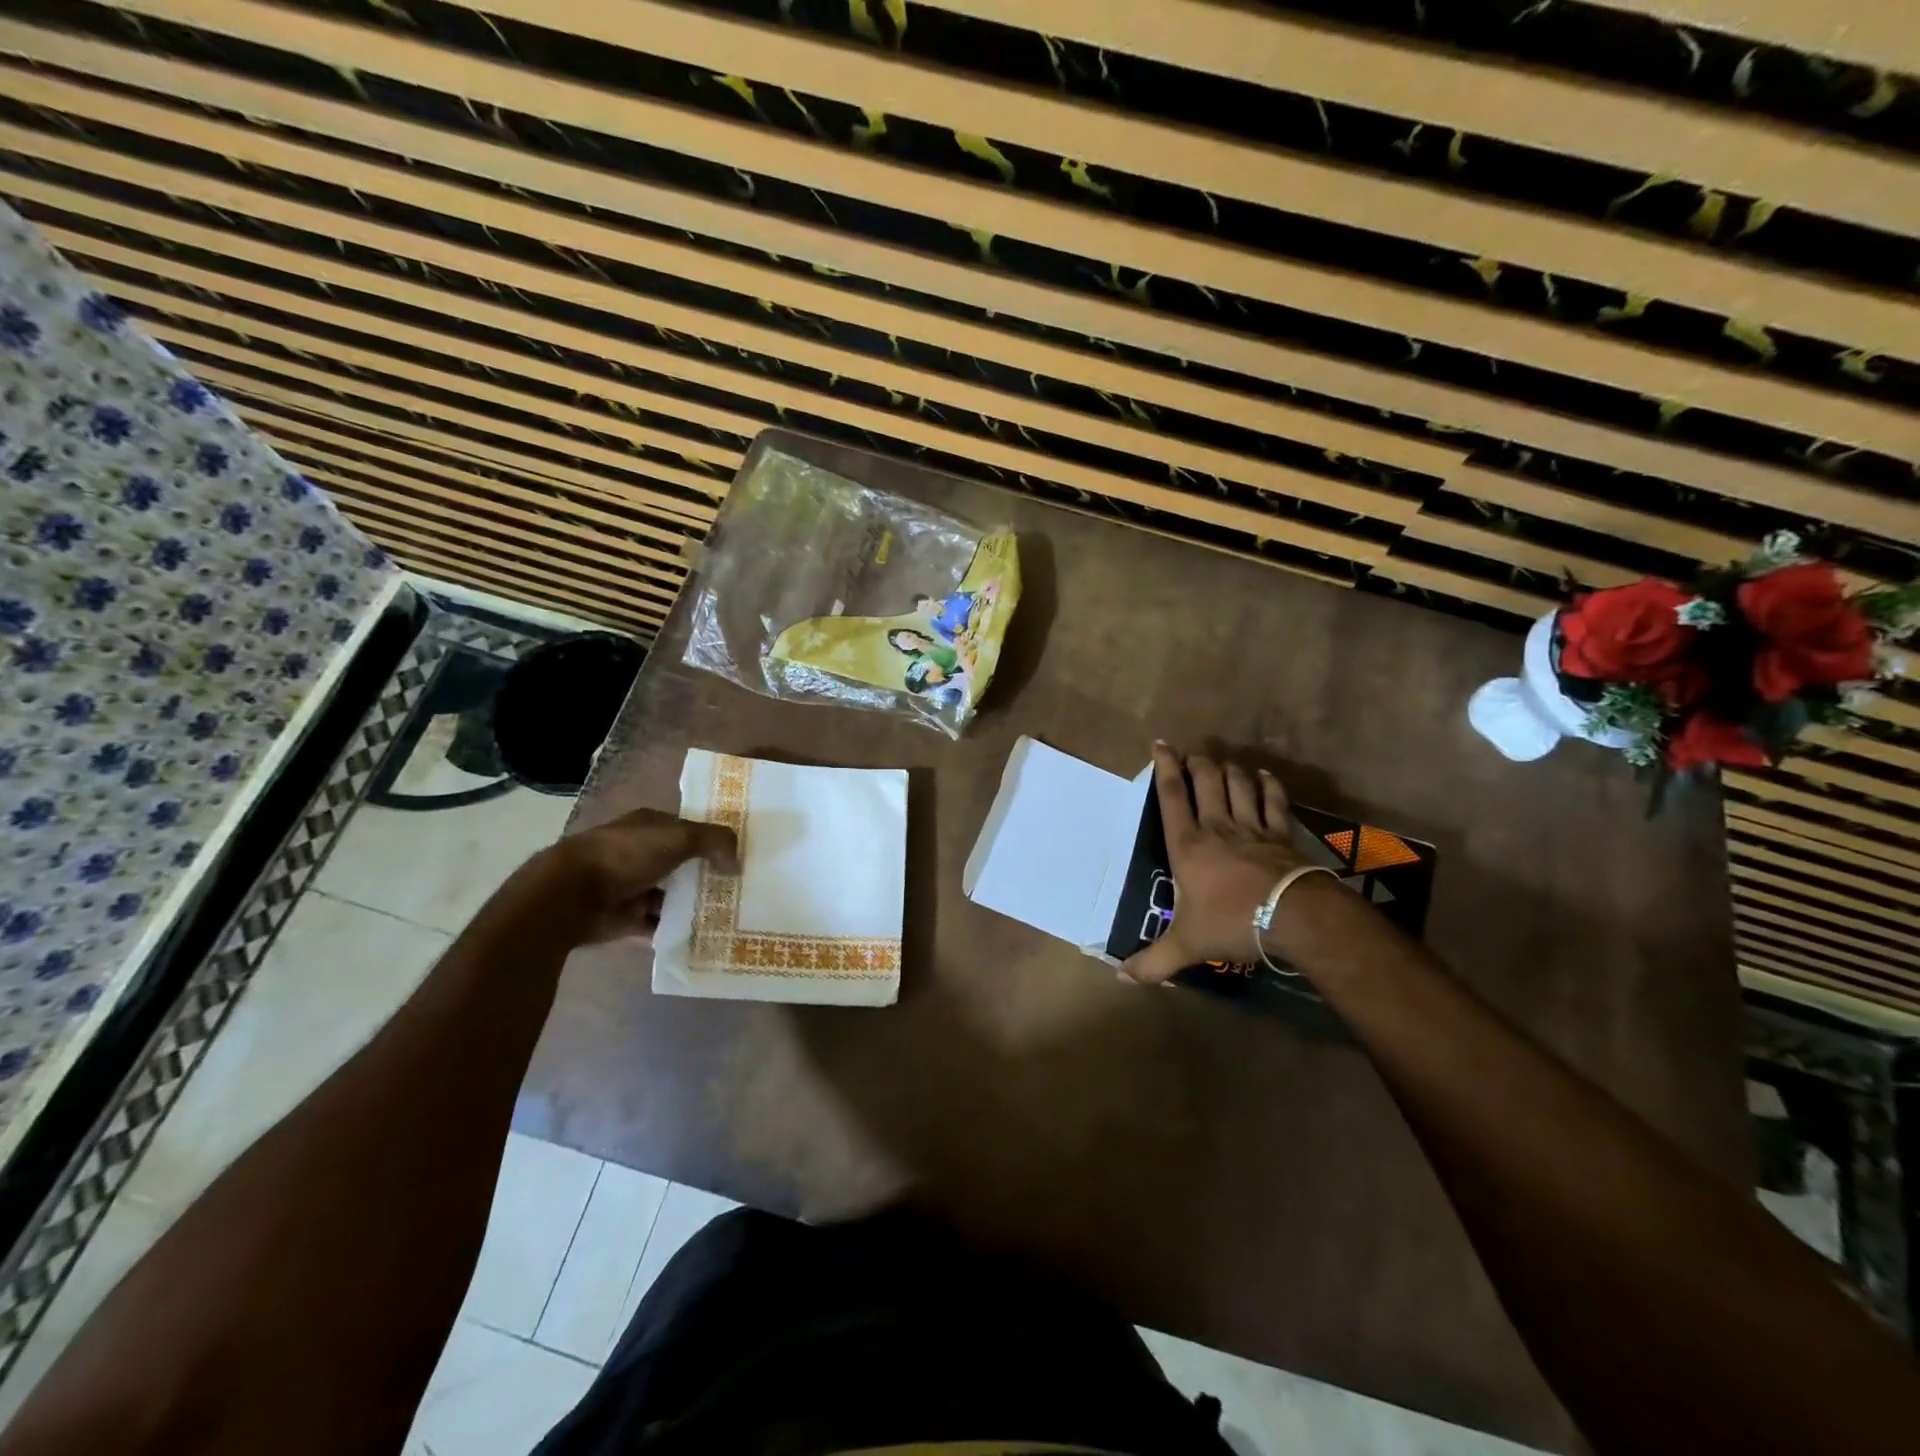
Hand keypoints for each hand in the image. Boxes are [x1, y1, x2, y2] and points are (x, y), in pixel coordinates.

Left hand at [537, 807, 738, 945]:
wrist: (571, 896)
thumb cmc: (626, 855)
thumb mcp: (680, 837)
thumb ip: (715, 842)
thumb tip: (737, 863)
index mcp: (649, 826)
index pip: (688, 830)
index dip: (713, 841)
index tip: (739, 857)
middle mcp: (640, 853)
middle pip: (682, 863)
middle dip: (706, 875)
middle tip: (740, 889)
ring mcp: (632, 886)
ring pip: (672, 895)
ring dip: (693, 904)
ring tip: (728, 915)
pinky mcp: (626, 917)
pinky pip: (658, 924)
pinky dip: (675, 929)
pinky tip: (702, 935)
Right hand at [1121, 743, 1304, 984]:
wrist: (1294, 917)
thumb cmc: (1233, 923)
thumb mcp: (1187, 945)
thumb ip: (1153, 961)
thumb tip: (1119, 978)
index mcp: (1188, 844)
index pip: (1172, 795)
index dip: (1165, 767)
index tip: (1160, 745)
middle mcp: (1217, 826)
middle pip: (1206, 779)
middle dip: (1197, 761)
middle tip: (1191, 754)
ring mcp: (1252, 826)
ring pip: (1237, 783)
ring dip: (1228, 769)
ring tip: (1221, 763)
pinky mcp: (1280, 834)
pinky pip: (1273, 800)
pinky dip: (1267, 784)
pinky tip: (1263, 776)